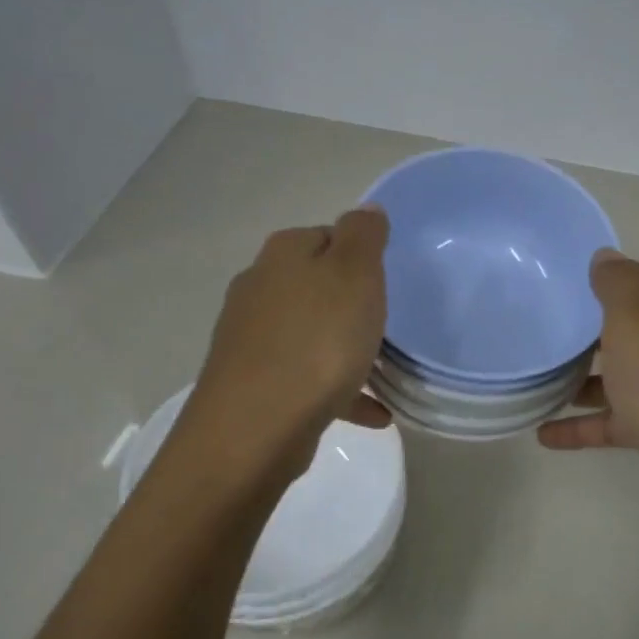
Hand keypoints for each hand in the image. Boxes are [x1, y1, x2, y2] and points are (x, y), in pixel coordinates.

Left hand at [181, 207, 390, 485]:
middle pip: (316, 286)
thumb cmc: (317, 343)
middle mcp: (259, 289)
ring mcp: (251, 340)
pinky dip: (339, 391)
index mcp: (283, 255)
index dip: (361, 255)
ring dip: (345, 351)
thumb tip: (366, 210)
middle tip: (387, 325)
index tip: (387, 282)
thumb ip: (363, 236)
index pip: (327, 236)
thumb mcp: (354, 275)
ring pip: (311, 335)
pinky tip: (372, 414)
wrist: (256, 427)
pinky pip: (307, 379)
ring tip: (384, 373)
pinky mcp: (254, 384)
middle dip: (351, 304)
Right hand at [539, 250, 638, 543]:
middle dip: (591, 334)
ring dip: (586, 381)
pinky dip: (588, 425)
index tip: (562, 290)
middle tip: (545, 333)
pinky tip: (546, 434)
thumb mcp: (635, 317)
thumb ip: (617, 283)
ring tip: (539, 383)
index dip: (605, 281)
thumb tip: (606, 257)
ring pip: (628, 376)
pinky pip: (623, 419)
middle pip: (636, 327)